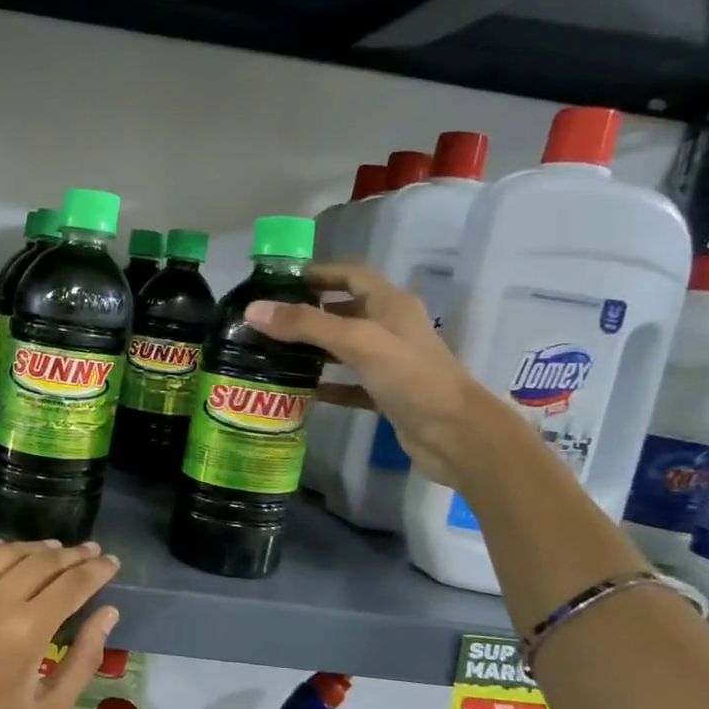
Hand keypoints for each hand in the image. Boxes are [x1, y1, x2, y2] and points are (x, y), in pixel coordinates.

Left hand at [0, 539, 121, 708]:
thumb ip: (84, 659)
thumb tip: (108, 612)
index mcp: (25, 631)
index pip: (71, 584)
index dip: (96, 569)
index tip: (110, 561)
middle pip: (40, 562)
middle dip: (71, 555)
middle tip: (88, 553)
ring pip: (2, 552)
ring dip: (32, 548)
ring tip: (51, 551)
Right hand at [243, 260, 527, 495]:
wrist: (455, 434)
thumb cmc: (411, 377)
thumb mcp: (357, 342)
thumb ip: (306, 325)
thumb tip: (253, 310)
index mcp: (390, 304)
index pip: (350, 276)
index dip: (318, 274)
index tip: (280, 283)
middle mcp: (390, 328)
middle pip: (344, 311)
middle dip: (308, 313)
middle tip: (268, 321)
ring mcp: (389, 363)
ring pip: (344, 348)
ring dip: (313, 349)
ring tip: (274, 353)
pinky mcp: (385, 394)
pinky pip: (349, 384)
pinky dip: (326, 385)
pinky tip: (300, 391)